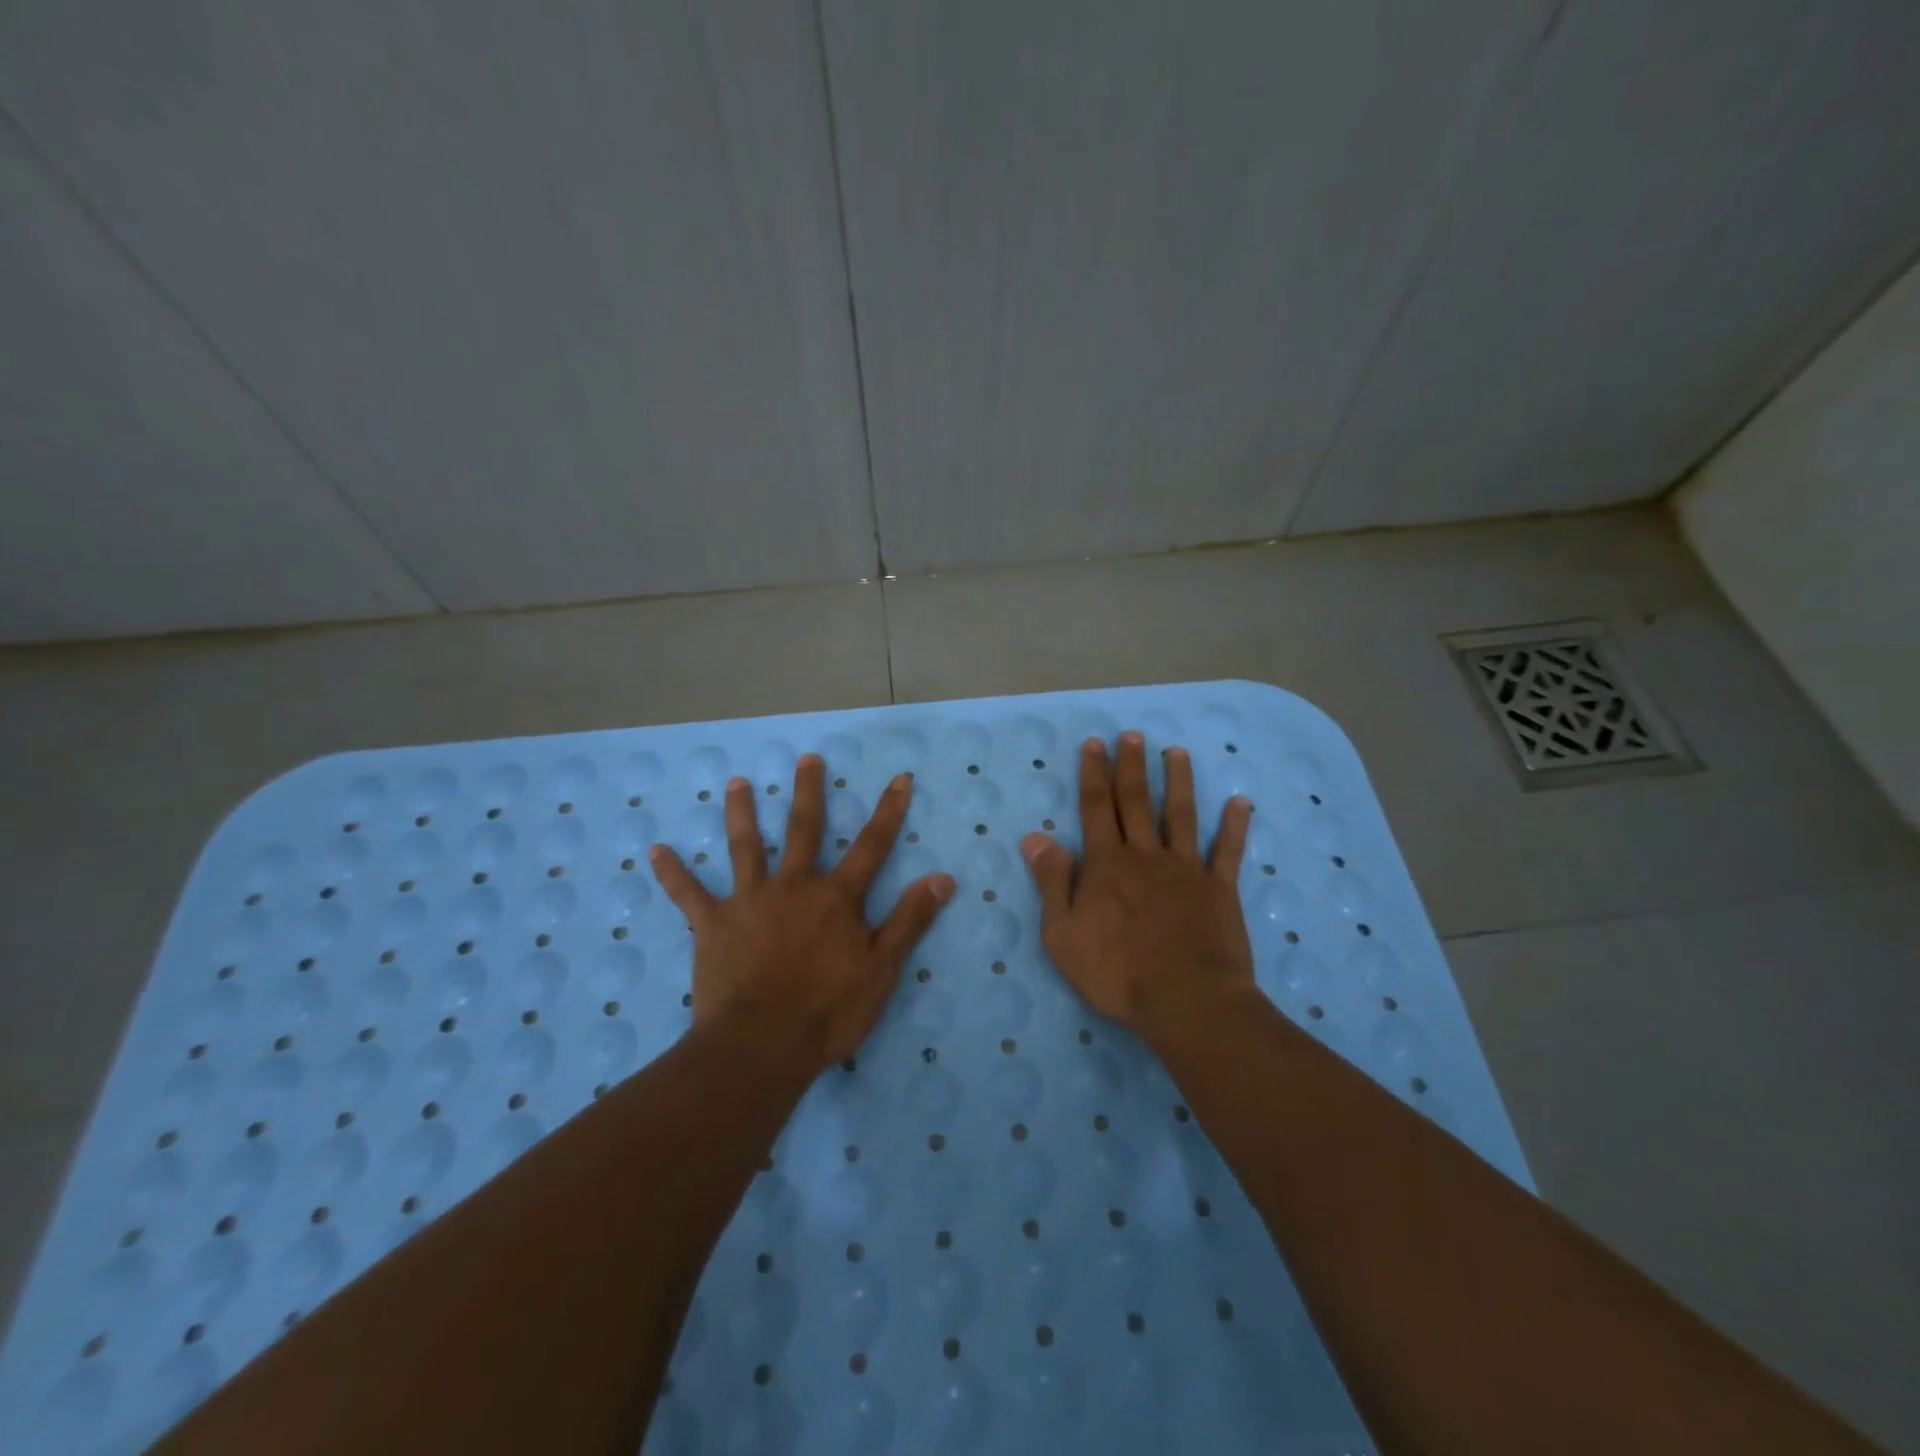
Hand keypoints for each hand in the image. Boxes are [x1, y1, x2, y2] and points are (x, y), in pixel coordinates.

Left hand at [650, 756, 955, 1073]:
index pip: (872, 845)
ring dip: (740, 814)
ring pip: (745, 847)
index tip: (899, 777)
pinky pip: (689, 894)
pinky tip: (655, 851)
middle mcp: (793, 886)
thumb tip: (943, 877)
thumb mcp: (881, 970)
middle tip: (806, 758)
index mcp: (836, 898)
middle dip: (808, 792)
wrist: (760, 1046)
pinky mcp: (713, 925)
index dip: (889, 811)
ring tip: (735, 783)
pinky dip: (673, 873)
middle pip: (803, 830)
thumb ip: (909, 920)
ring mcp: (749, 901)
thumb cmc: (827, 1011)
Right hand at [1022, 731, 1255, 1041]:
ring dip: (1178, 781)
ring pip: (1181, 815)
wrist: (1186, 1000)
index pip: (1097, 808)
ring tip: (1176, 753)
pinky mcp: (1219, 889)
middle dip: (1131, 766)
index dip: (1094, 774)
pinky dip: (1234, 826)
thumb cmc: (1116, 971)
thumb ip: (1051, 881)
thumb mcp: (1063, 933)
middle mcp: (1145, 855)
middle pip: (1136, 802)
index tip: (1095, 743)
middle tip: (1132, 734)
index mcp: (1107, 864)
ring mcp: (1186, 869)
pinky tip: (1240, 802)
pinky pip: (1227, 851)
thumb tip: (1035, 837)